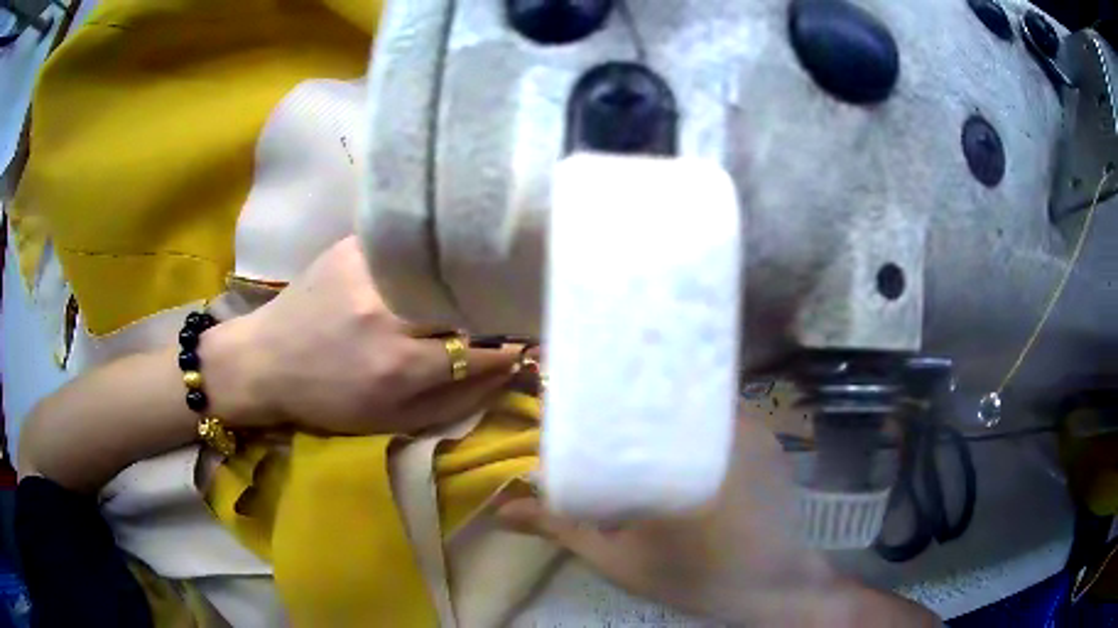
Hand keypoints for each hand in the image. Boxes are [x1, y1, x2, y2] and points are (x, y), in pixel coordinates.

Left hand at [205, 236, 516, 433]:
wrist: (264, 360)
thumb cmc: (327, 400)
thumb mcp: (389, 420)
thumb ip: (454, 400)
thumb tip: (508, 371)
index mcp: (398, 365)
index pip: (481, 348)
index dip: (513, 345)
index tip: (531, 340)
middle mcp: (388, 312)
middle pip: (469, 300)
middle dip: (498, 306)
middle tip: (515, 305)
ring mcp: (369, 270)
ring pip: (443, 266)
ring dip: (467, 275)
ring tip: (482, 277)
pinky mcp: (352, 245)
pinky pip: (407, 244)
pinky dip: (428, 253)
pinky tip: (435, 258)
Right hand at [498, 409, 935, 626]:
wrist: (774, 587)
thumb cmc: (696, 575)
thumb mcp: (621, 559)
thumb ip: (563, 528)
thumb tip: (502, 510)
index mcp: (684, 447)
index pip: (637, 385)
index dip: (603, 375)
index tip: (572, 375)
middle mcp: (725, 420)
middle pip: (667, 382)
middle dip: (628, 387)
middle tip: (595, 400)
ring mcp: (755, 425)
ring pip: (697, 394)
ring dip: (664, 401)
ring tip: (631, 415)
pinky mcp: (769, 436)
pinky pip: (723, 410)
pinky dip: (694, 415)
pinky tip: (677, 436)